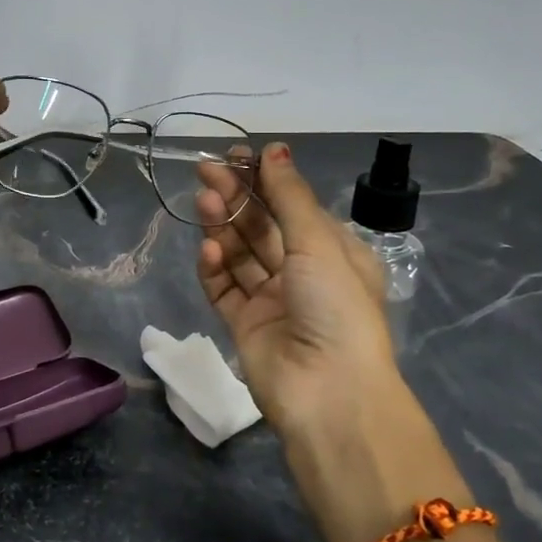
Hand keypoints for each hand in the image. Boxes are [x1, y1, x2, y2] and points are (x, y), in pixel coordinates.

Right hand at [194, 143, 416, 441]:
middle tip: (206, 170)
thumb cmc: (336, 307)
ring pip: (240, 254)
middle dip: (237, 197)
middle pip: (261, 226)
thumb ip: (289, 196)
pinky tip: (208, 250)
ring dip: (223, 226)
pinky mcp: (244, 325)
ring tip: (205, 202)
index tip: (236, 156)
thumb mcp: (319, 242)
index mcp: (331, 252)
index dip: (264, 180)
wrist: (329, 393)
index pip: (292, 206)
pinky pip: (225, 289)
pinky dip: (214, 268)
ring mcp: (271, 300)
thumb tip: (274, 148)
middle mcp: (302, 273)